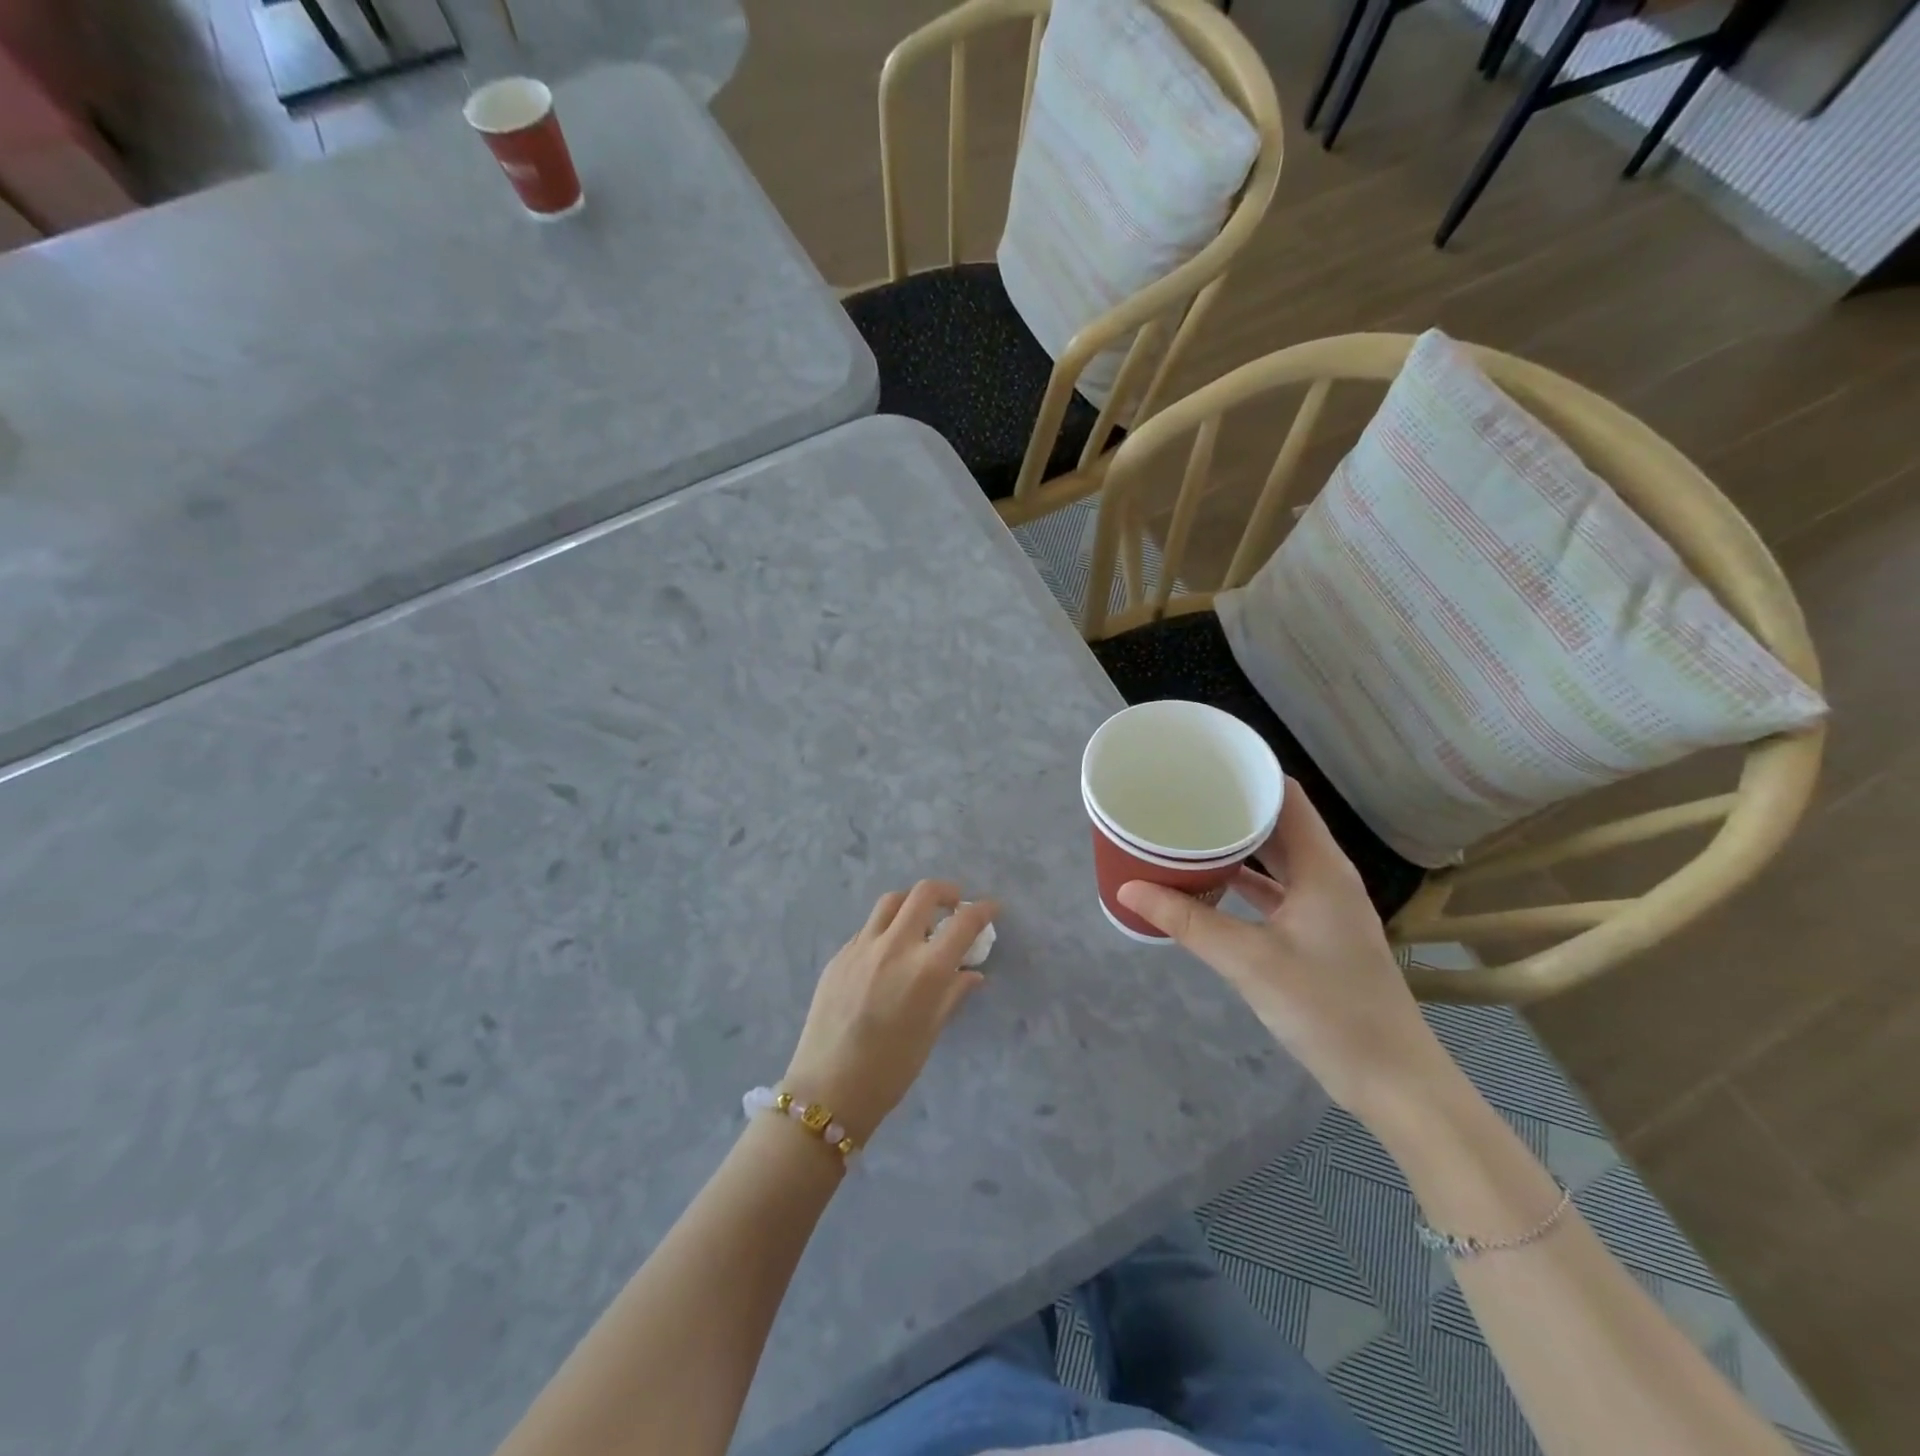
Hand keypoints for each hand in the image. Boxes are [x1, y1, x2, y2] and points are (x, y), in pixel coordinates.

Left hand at [783, 881, 995, 1143]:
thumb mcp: (931, 1032)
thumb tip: (972, 973)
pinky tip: (888, 952)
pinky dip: (886, 928)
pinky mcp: (839, 955)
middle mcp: (895, 946)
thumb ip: (952, 994)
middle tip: (955, 906)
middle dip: (947, 892)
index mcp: (926, 969)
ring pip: (892, 901)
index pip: (963, 923)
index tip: (991, 908)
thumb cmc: (890, 1070)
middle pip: (924, 892)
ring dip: (912, 902)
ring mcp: (862, 946)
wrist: (828, 1089)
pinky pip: (868, 928)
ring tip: (919, 920)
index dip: (983, 910)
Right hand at [1118, 781, 1447, 1120]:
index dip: (1248, 773)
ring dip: (1236, 844)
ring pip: (1276, 858)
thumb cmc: (1328, 1009)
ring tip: (1187, 831)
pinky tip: (1209, 883)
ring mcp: (1324, 906)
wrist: (1392, 1081)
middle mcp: (1326, 876)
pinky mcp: (1318, 933)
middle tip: (1180, 796)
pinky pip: (1276, 890)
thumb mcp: (1249, 961)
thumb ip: (1188, 922)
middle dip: (1231, 806)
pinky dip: (1244, 880)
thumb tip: (1128, 889)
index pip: (1286, 795)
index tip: (1201, 765)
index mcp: (1321, 867)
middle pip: (1278, 823)